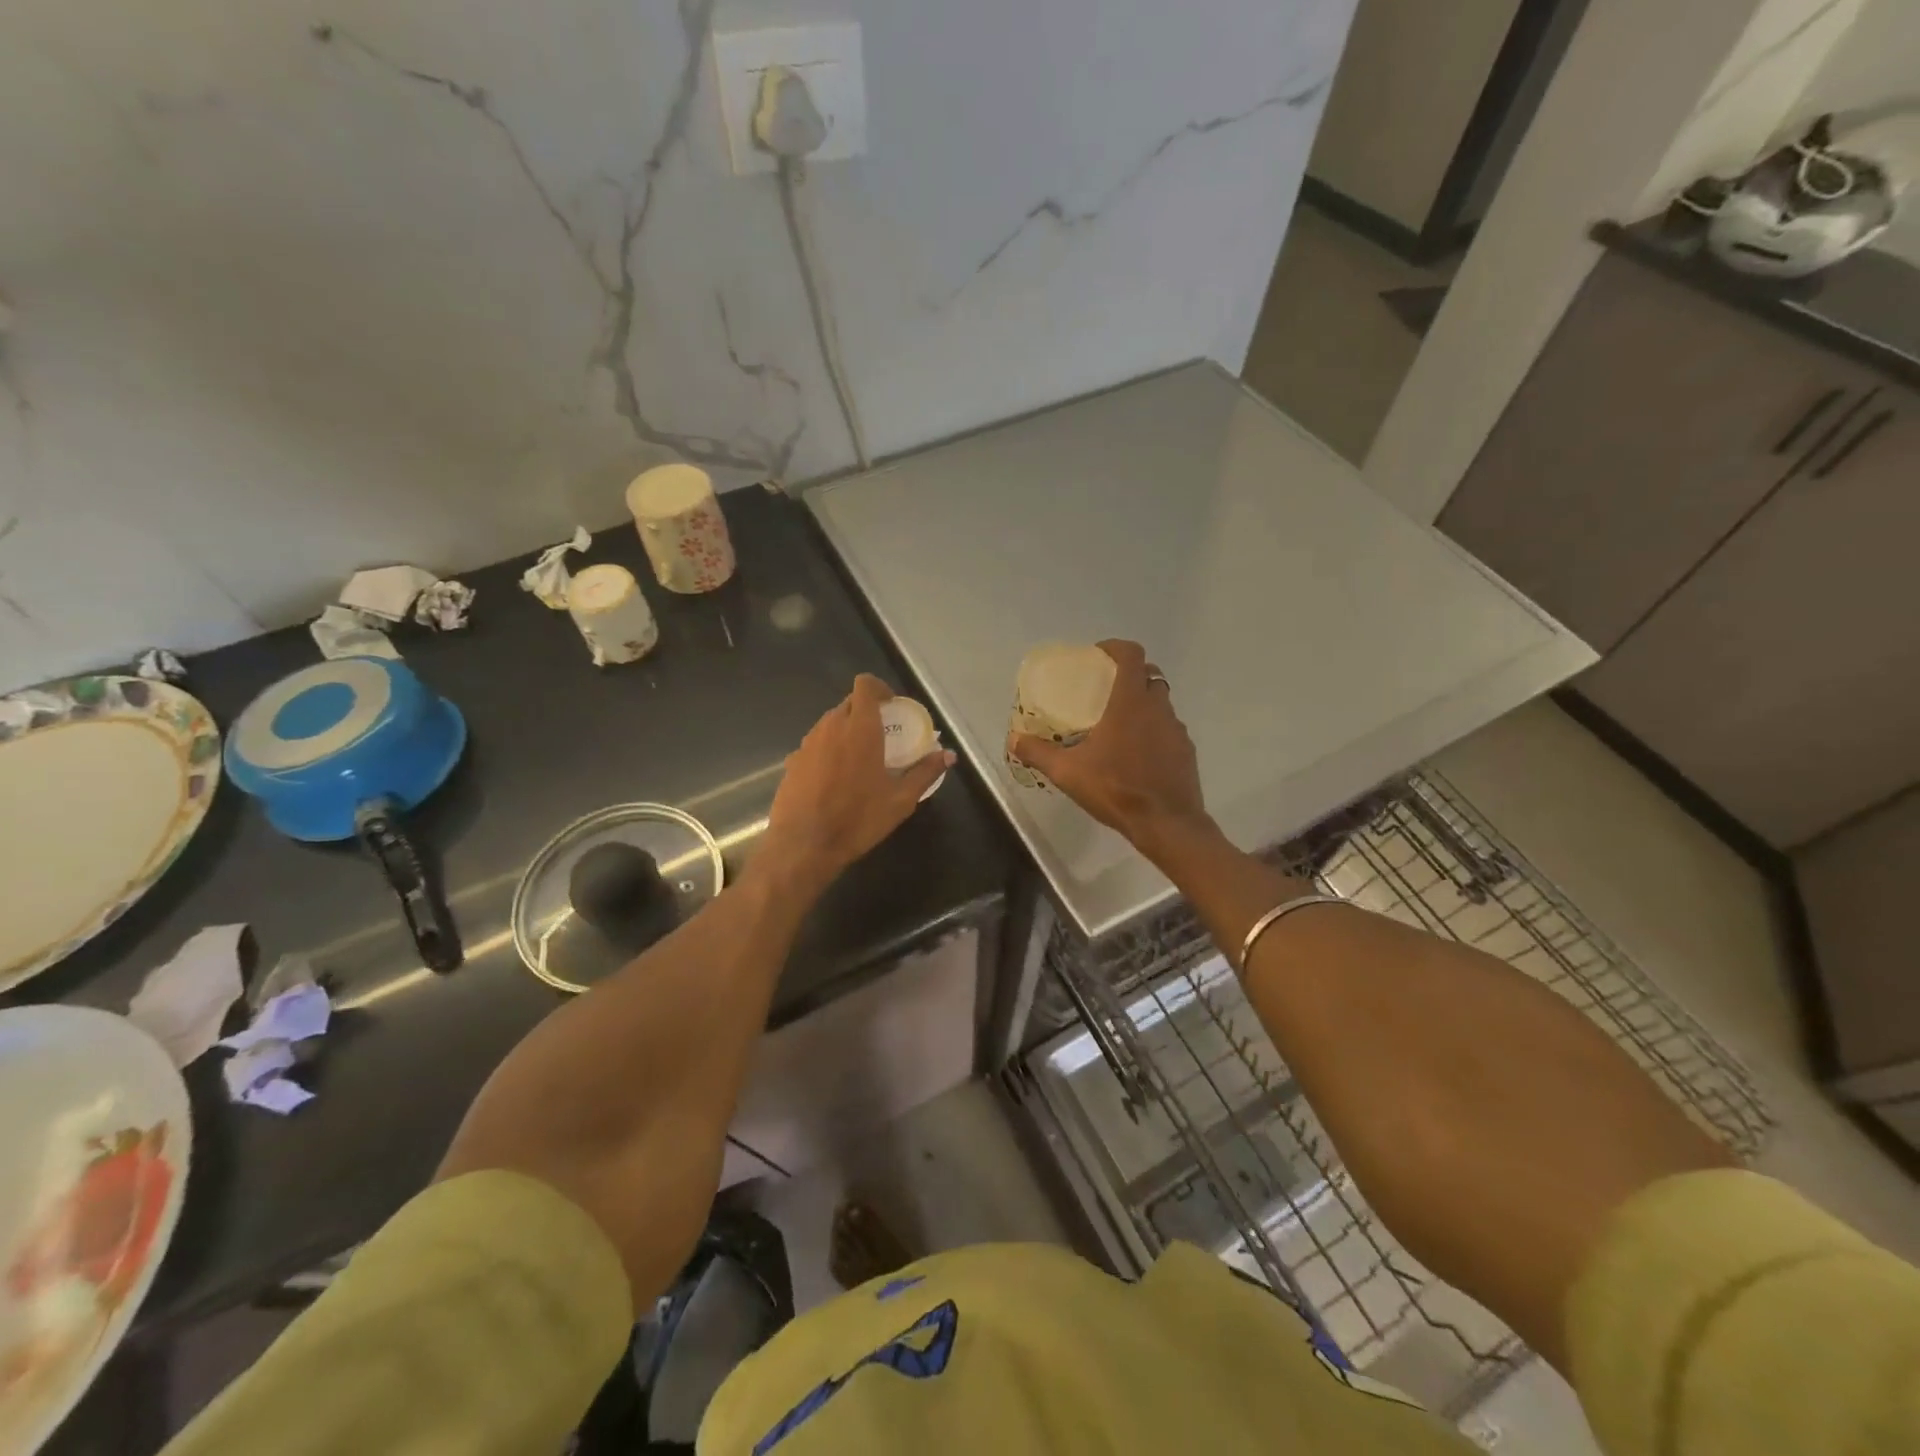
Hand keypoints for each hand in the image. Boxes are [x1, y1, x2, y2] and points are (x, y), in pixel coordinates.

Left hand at [760, 675, 953, 895]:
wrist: (804, 845)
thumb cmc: (858, 819)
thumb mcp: (900, 800)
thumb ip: (925, 772)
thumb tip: (949, 755)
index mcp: (860, 729)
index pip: (865, 685)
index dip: (879, 688)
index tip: (892, 706)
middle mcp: (831, 727)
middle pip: (849, 703)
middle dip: (866, 712)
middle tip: (883, 735)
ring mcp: (808, 743)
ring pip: (830, 723)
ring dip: (847, 730)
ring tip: (861, 758)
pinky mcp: (792, 761)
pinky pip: (816, 744)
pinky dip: (829, 750)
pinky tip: (836, 778)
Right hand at [1008, 640, 1211, 855]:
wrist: (1166, 823)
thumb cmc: (1116, 789)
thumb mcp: (1068, 772)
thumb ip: (1038, 752)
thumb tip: (1014, 739)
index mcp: (1130, 702)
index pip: (1132, 655)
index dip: (1115, 647)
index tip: (1097, 655)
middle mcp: (1157, 708)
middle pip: (1150, 674)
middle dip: (1130, 674)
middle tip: (1106, 689)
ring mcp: (1176, 729)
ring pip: (1161, 703)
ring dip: (1143, 703)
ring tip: (1118, 724)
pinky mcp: (1186, 751)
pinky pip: (1168, 729)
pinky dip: (1153, 730)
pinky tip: (1136, 754)